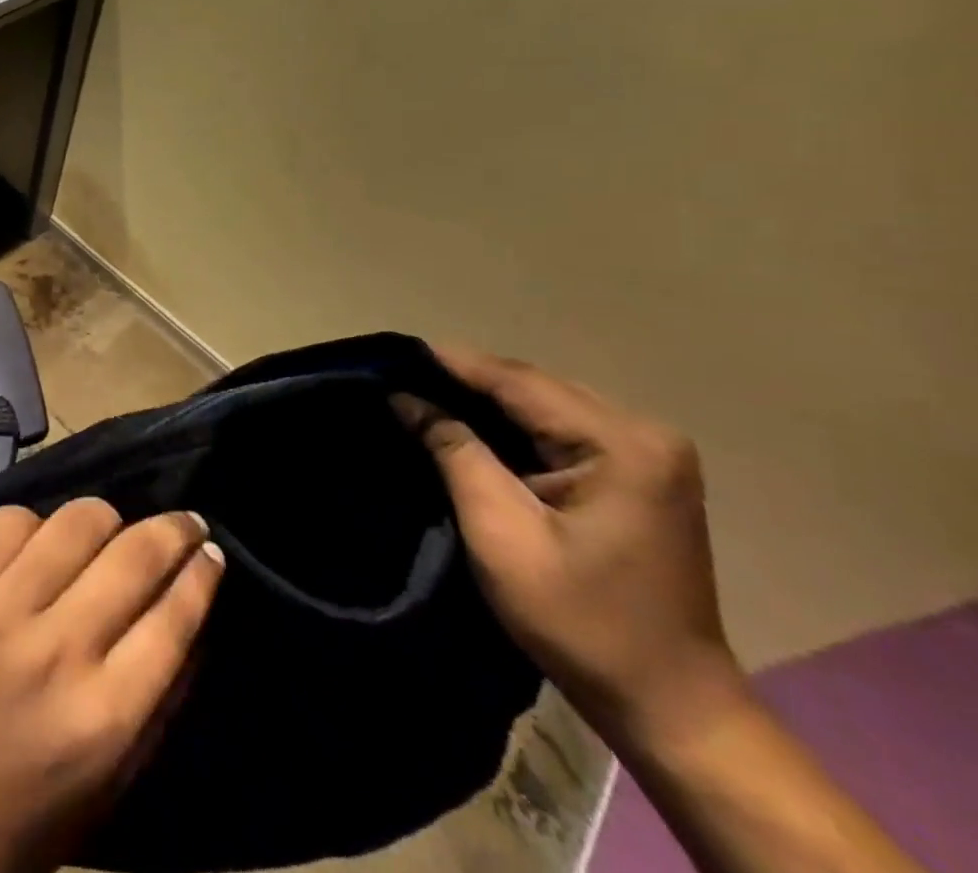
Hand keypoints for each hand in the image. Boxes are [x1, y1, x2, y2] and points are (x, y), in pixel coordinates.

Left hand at [0, 500, 222, 872]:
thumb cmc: (18, 819)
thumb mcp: (108, 784)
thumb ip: (158, 700)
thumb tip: (192, 610)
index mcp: (101, 718)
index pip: (173, 617)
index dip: (202, 573)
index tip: (212, 551)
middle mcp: (52, 653)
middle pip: (132, 555)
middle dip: (172, 529)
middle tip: (183, 520)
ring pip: (74, 520)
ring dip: (105, 519)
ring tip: (109, 529)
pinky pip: (8, 519)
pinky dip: (35, 525)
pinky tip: (39, 543)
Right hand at [391, 348, 745, 752]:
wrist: (672, 708)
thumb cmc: (582, 622)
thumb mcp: (501, 533)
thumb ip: (454, 452)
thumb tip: (405, 397)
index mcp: (621, 444)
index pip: (516, 382)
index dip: (449, 364)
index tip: (390, 354)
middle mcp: (643, 433)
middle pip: (534, 387)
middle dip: (465, 380)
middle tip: (400, 376)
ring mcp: (648, 454)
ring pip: (545, 404)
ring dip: (487, 401)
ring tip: (424, 394)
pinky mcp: (641, 474)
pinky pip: (562, 428)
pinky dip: (514, 425)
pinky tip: (472, 425)